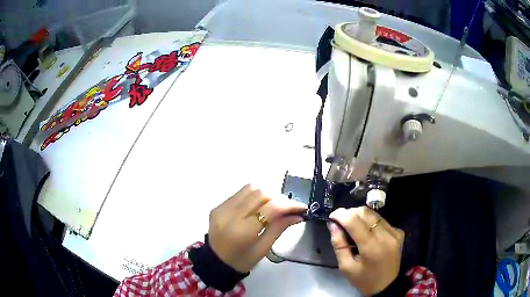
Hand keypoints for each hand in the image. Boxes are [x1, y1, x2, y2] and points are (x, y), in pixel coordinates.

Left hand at [208, 184, 306, 272]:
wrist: (214, 262)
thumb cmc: (241, 261)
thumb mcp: (263, 249)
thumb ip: (279, 228)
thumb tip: (298, 215)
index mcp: (242, 231)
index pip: (270, 208)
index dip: (289, 204)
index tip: (302, 207)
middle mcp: (230, 215)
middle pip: (260, 193)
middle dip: (279, 197)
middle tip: (289, 208)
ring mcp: (221, 208)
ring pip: (250, 188)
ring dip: (266, 194)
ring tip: (275, 206)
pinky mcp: (218, 206)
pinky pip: (240, 193)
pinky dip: (254, 196)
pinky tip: (259, 206)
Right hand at [329, 206, 404, 295]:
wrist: (386, 285)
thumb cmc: (363, 279)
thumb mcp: (346, 267)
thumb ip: (339, 244)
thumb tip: (333, 224)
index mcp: (371, 248)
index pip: (355, 222)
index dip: (341, 215)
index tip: (332, 216)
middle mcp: (386, 236)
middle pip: (365, 213)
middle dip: (350, 213)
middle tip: (342, 223)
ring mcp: (394, 233)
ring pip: (374, 214)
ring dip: (360, 217)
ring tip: (354, 228)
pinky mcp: (398, 232)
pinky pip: (381, 220)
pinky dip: (371, 222)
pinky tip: (367, 233)